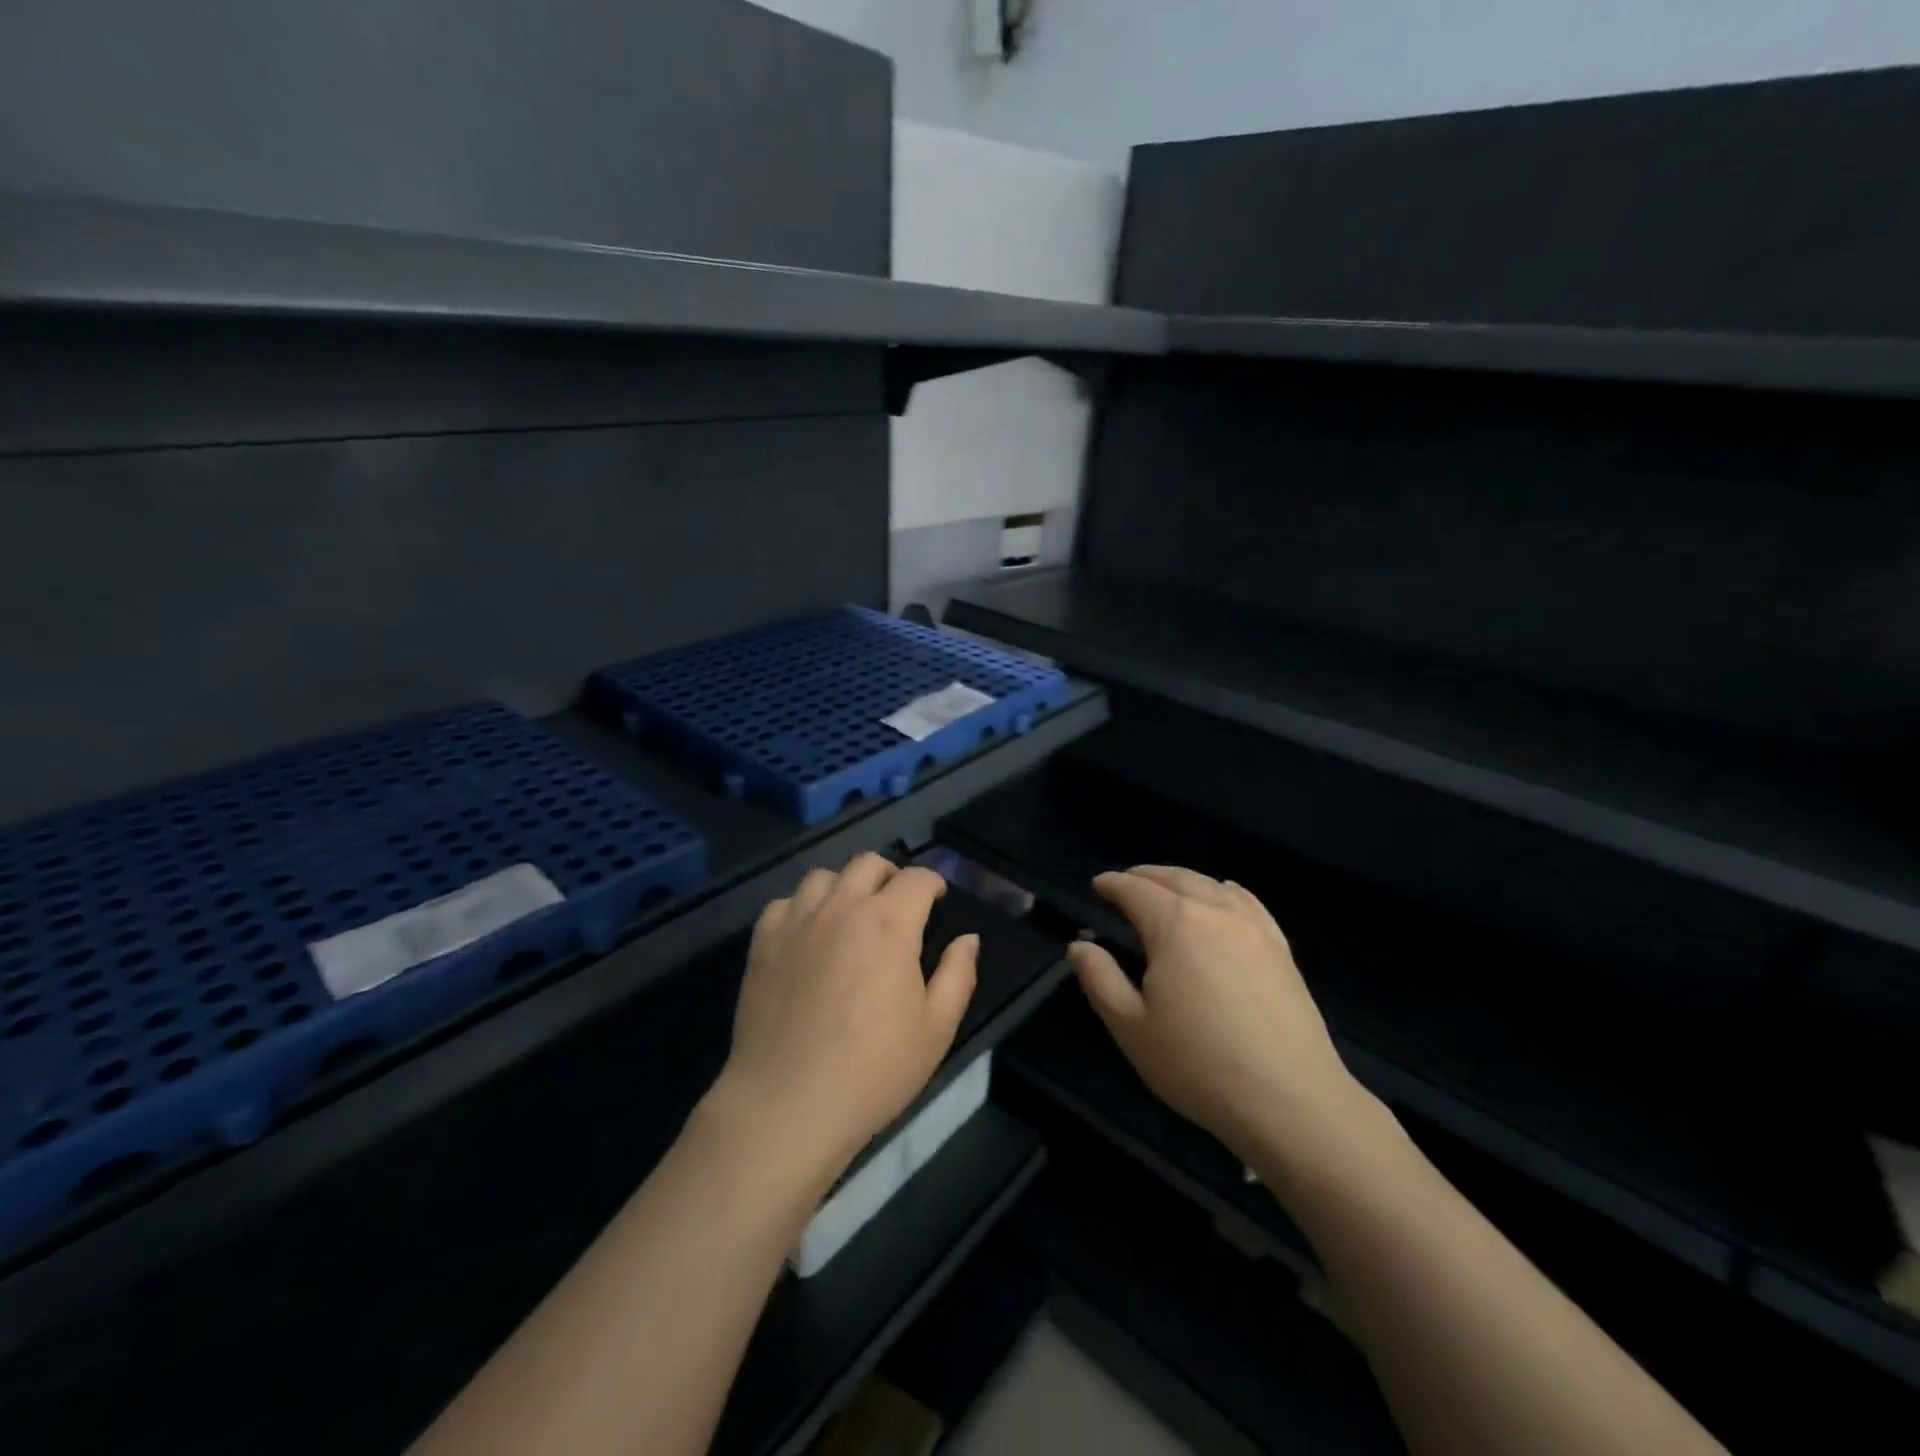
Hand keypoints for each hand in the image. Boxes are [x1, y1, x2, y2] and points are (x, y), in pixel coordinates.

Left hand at [716, 854, 978, 1189]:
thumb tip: (967, 939)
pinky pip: (783, 903)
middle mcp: (842, 908)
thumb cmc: (873, 1070)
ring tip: (851, 915)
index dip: (933, 883)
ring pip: (823, 875)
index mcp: (889, 923)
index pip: (917, 878)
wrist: (788, 1104)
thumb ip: (957, 975)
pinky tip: (808, 935)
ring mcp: (797, 922)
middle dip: (891, 875)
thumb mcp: (936, 1029)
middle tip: (898, 906)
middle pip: (868, 863)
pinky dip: (801, 908)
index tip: (937, 901)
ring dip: (845, 886)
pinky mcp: (763, 943)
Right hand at [1068, 866, 1365, 1165]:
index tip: (1097, 886)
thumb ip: (1100, 979)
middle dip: (1145, 876)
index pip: (1135, 889)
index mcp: (1174, 924)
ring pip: (1211, 885)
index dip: (1112, 884)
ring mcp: (1253, 926)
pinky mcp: (1280, 947)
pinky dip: (1224, 891)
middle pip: (1174, 878)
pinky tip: (1223, 895)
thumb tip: (1079, 946)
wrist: (1289, 1098)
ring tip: (1167, 889)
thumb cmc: (1198, 1063)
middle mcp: (1214, 911)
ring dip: (1182, 880)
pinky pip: (1247, 901)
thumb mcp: (1131, 1027)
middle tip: (1126, 883)